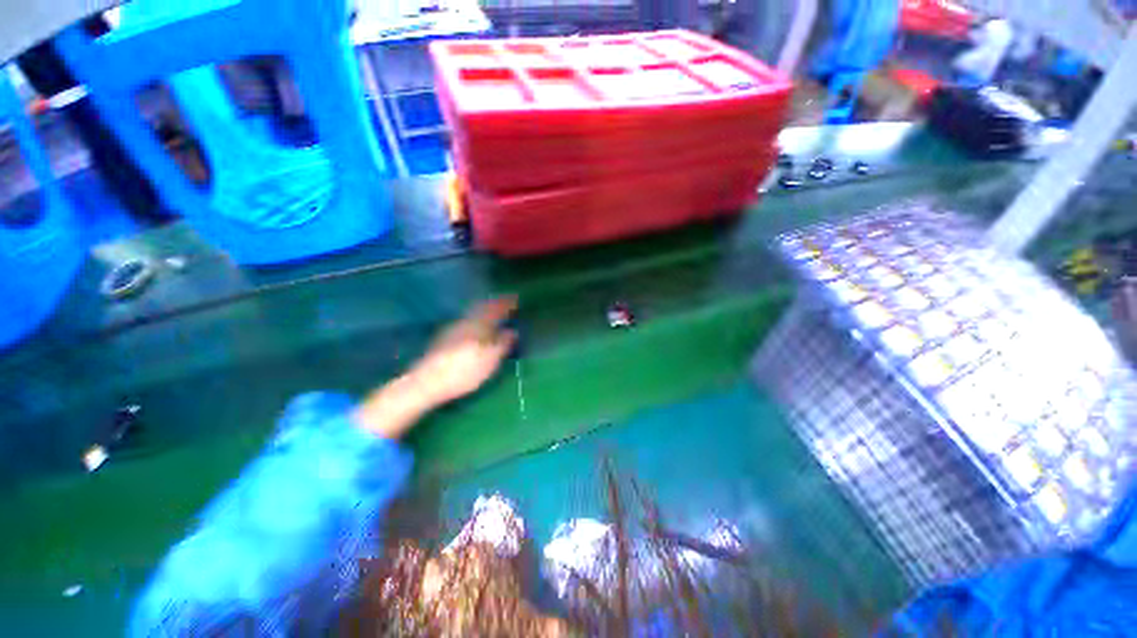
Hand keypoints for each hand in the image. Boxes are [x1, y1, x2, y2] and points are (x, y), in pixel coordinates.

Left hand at [354, 297, 517, 438]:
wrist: (426, 382)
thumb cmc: (464, 371)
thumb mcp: (490, 360)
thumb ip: (503, 344)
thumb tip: (512, 331)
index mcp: (479, 323)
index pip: (496, 308)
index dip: (506, 303)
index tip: (516, 298)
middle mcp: (465, 321)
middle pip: (482, 306)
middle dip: (494, 303)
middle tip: (504, 303)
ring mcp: (452, 328)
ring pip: (472, 313)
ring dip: (483, 310)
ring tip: (492, 313)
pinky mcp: (443, 338)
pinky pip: (465, 321)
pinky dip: (474, 319)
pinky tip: (475, 327)